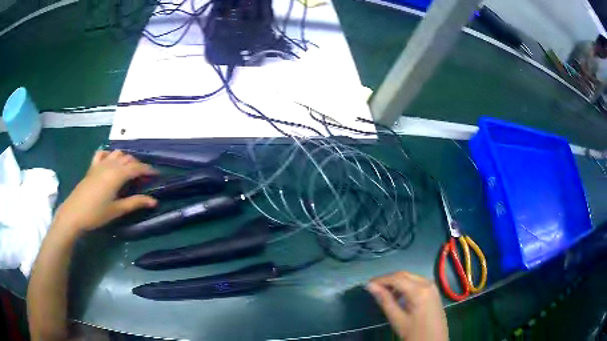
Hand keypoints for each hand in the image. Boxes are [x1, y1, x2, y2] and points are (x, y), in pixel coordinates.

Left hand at [53, 150, 157, 233]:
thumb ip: (135, 203)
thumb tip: (154, 201)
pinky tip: (110, 162)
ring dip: (126, 159)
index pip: (137, 168)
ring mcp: (100, 164)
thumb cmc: (97, 214)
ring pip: (117, 153)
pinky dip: (109, 154)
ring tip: (129, 170)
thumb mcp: (117, 210)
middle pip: (128, 158)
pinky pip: (103, 154)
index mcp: (117, 175)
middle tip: (143, 178)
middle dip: (138, 165)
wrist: (74, 213)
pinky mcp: (92, 167)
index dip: (148, 170)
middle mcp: (110, 165)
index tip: (156, 175)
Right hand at [367, 272, 447, 340]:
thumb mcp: (398, 319)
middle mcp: (427, 283)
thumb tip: (370, 286)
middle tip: (373, 288)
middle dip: (388, 279)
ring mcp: (432, 286)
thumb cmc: (415, 333)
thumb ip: (385, 301)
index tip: (367, 285)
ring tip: (383, 293)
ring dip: (396, 282)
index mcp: (419, 290)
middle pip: (404, 275)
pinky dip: (405, 285)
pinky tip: (398, 295)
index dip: (380, 280)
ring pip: (410, 277)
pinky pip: (417, 282)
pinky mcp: (434, 291)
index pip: (396, 278)